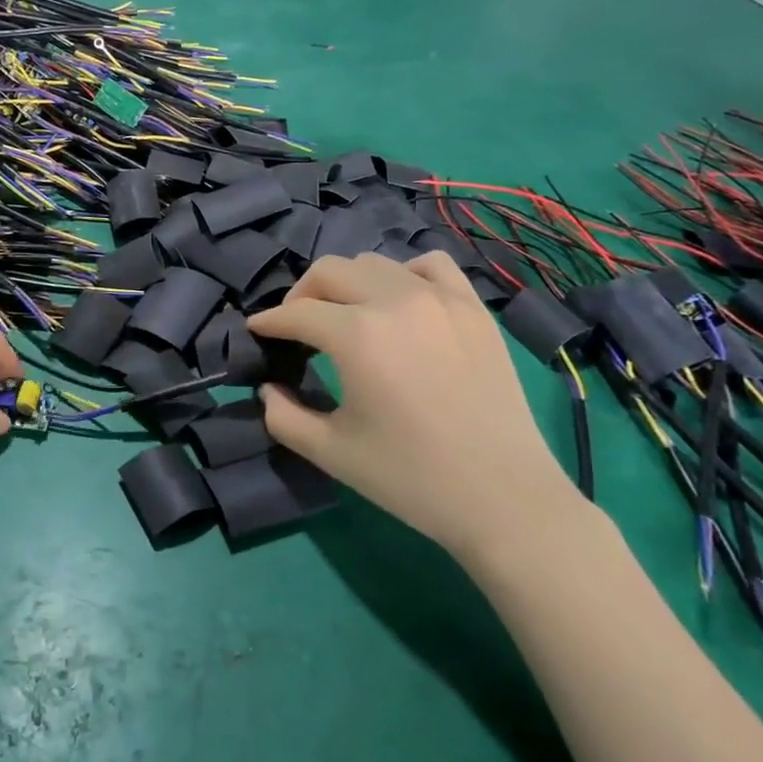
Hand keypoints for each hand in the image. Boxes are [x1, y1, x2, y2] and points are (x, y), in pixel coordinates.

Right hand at [247, 254, 581, 566]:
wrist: (505, 498)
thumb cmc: (411, 478)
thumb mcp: (331, 453)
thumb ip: (283, 416)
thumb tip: (268, 389)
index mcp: (356, 335)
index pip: (296, 313)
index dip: (269, 322)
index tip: (257, 331)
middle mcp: (395, 301)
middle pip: (329, 271)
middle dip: (301, 294)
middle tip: (297, 327)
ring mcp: (440, 298)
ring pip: (375, 263)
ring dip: (348, 283)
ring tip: (346, 315)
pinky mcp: (473, 308)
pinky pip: (430, 265)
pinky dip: (404, 274)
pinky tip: (401, 303)